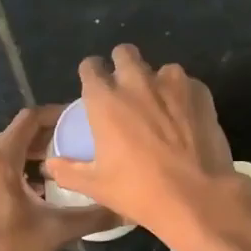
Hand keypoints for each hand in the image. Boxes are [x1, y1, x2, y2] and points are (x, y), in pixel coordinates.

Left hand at [0, 106, 116, 250]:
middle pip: (14, 137)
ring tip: (53, 178)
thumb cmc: (7, 249)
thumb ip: (93, 216)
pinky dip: (8, 176)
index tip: (77, 122)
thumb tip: (128, 212)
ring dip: (26, 161)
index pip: (30, 119)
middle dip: (44, 142)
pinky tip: (25, 200)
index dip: (55, 115)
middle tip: (72, 152)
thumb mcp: (55, 231)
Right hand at [43, 45, 243, 248]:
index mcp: (105, 100)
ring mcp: (172, 84)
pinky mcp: (201, 93)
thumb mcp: (95, 186)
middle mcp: (136, 82)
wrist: (196, 197)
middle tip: (125, 89)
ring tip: (160, 106)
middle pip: (124, 53)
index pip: (90, 67)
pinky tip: (185, 118)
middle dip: (122, 64)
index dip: (90, 73)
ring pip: (160, 68)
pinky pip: (188, 84)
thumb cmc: (138, 191)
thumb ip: (68, 171)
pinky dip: (183, 96)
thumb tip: (50, 165)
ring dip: (156, 81)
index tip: (94, 85)